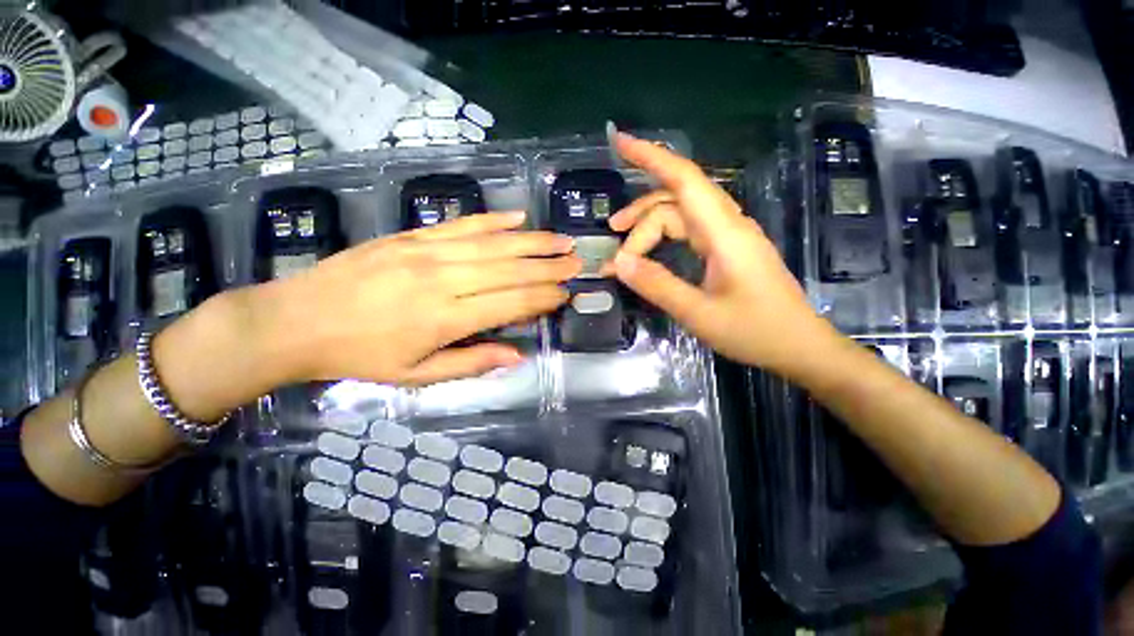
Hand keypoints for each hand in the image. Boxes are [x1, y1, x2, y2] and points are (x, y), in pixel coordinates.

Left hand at [251, 211, 578, 385]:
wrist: (296, 320)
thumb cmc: (359, 356)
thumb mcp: (416, 376)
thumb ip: (472, 362)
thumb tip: (518, 355)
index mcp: (446, 318)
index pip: (511, 303)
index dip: (543, 298)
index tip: (566, 294)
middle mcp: (443, 279)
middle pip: (509, 270)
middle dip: (548, 266)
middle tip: (577, 261)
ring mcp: (426, 252)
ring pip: (492, 244)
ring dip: (532, 241)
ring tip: (561, 239)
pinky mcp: (411, 236)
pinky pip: (461, 225)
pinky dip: (492, 220)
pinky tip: (517, 217)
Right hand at [606, 133, 840, 378]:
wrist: (798, 346)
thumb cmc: (754, 331)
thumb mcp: (698, 313)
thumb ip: (657, 285)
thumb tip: (619, 264)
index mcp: (725, 233)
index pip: (684, 180)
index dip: (651, 157)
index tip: (619, 142)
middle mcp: (727, 225)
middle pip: (674, 202)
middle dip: (638, 219)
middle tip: (615, 255)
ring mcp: (728, 236)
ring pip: (679, 216)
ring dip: (648, 230)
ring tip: (624, 255)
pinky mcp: (726, 249)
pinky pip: (687, 232)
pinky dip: (662, 240)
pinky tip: (650, 255)